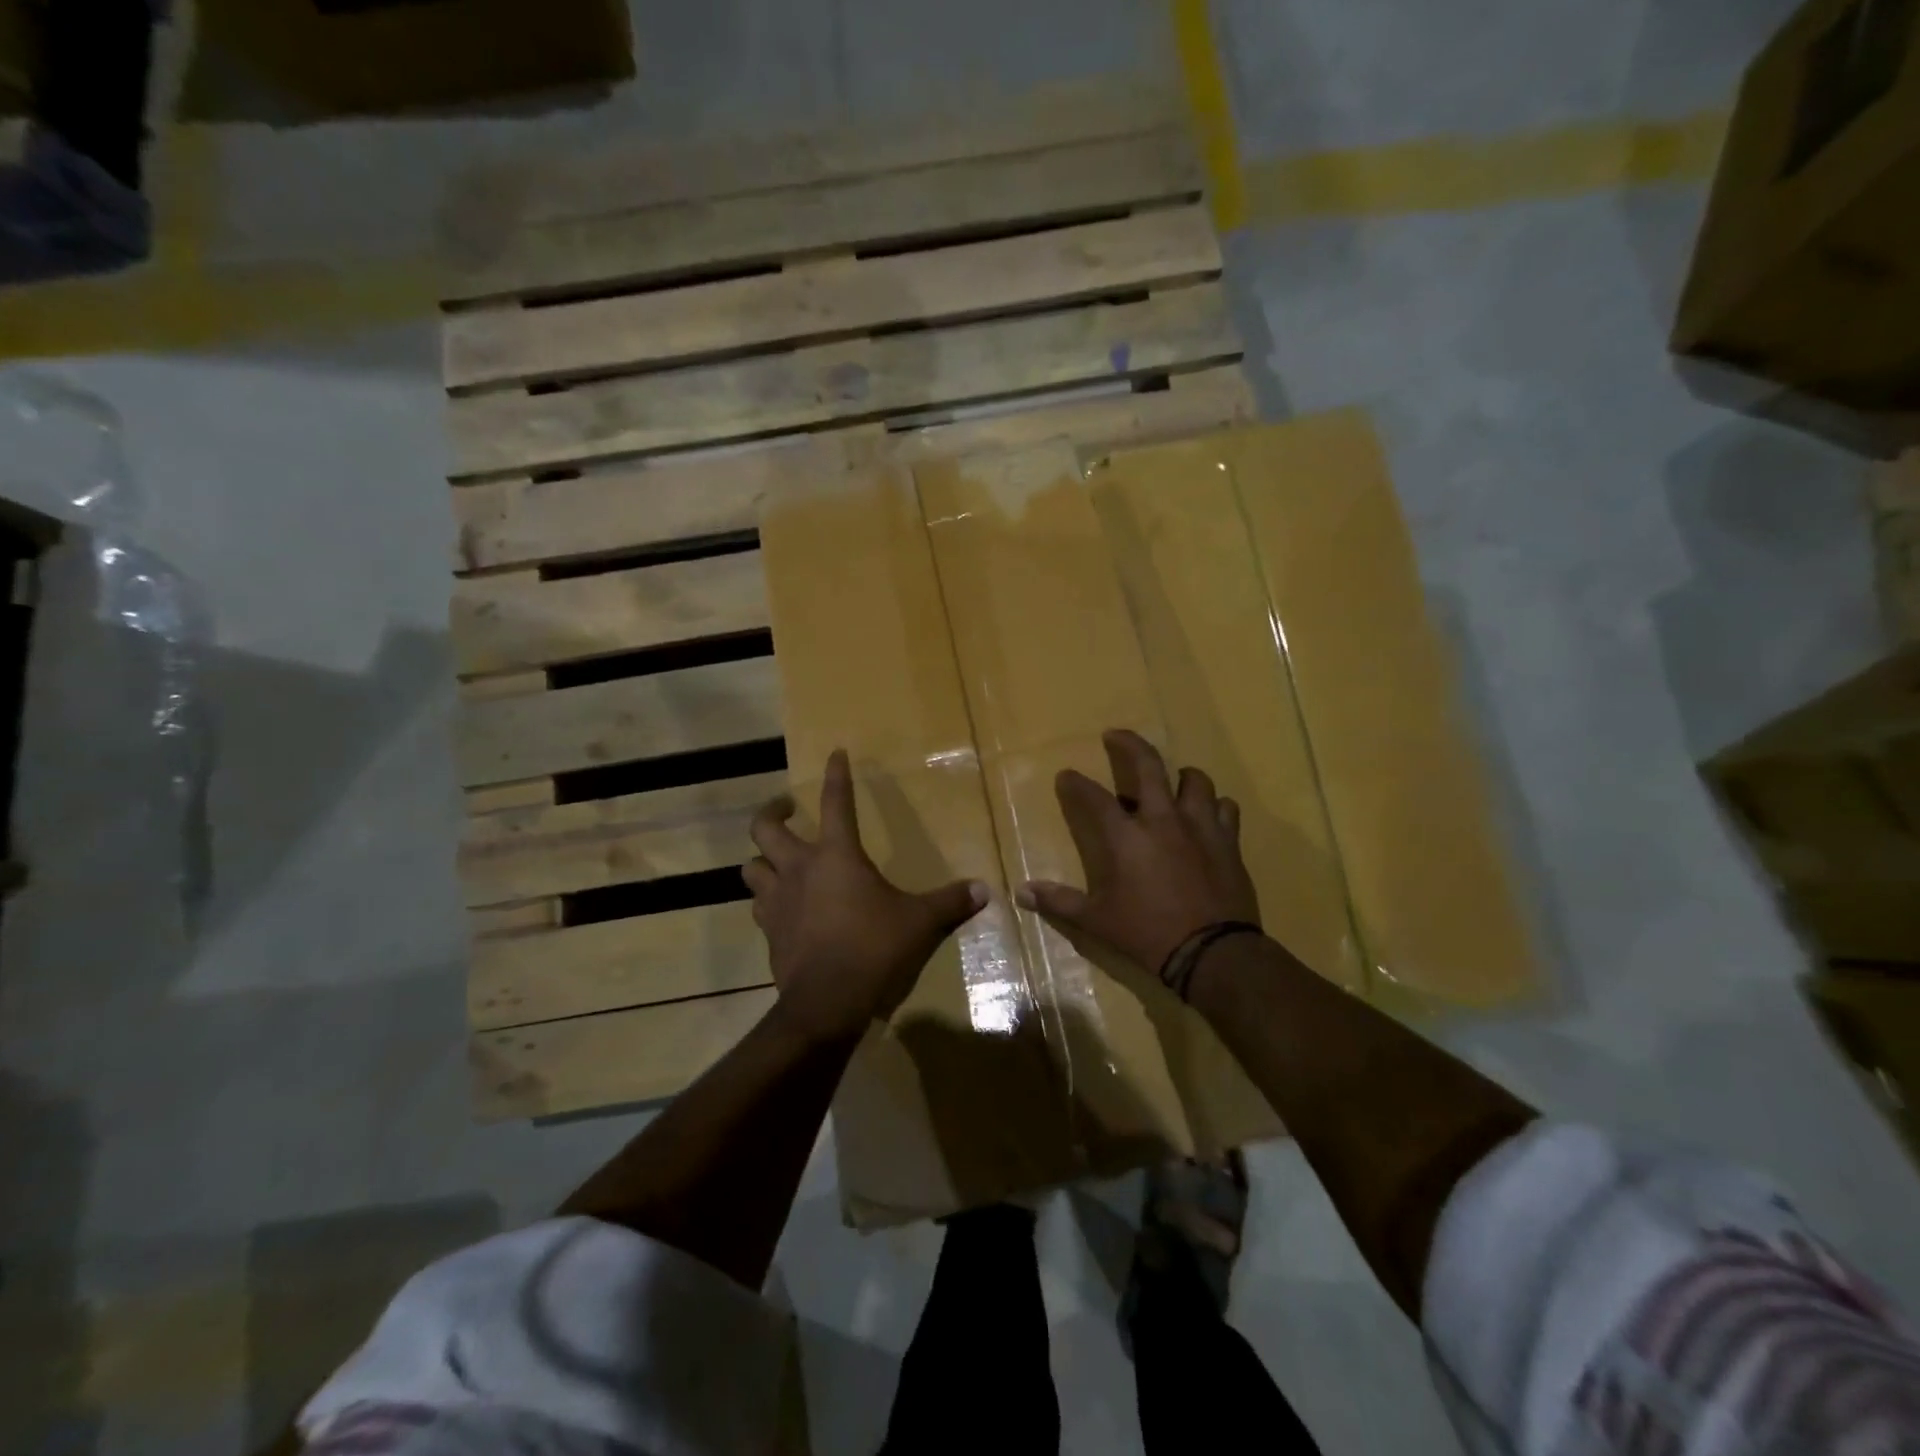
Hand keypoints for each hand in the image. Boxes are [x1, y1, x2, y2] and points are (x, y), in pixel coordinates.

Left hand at [744, 749, 987, 1044]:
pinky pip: (758, 905)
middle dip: (772, 811)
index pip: (836, 802)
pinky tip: (781, 906)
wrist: (827, 1001)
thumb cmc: (874, 948)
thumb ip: (950, 902)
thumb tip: (984, 889)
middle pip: (765, 828)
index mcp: (836, 856)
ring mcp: (777, 901)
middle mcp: (799, 869)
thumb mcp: (920, 923)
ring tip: (777, 860)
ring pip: (751, 867)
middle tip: (787, 808)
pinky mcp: (769, 931)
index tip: (836, 753)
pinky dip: (766, 900)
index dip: (836, 775)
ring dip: (762, 859)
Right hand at [1017, 730, 1260, 972]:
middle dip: (1129, 744)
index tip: (1066, 775)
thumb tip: (1021, 893)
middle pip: (1148, 766)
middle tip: (1115, 735)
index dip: (1076, 783)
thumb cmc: (1147, 934)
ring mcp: (1200, 827)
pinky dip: (1214, 806)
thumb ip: (1059, 902)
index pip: (1093, 797)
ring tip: (1173, 780)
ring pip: (1195, 781)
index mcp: (1126, 837)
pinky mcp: (1228, 842)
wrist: (1213, 952)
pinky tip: (1207, 815)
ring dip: (1180, 776)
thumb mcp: (1096, 921)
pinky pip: (1225, 809)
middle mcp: (1163, 820)